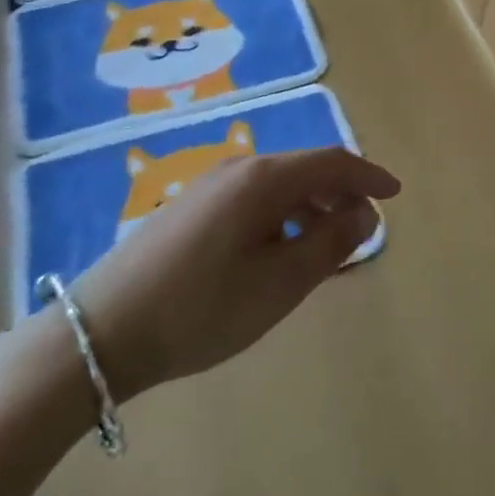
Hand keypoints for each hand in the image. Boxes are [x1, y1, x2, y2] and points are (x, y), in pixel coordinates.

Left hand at [69, 146, 399, 400]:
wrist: (99, 334)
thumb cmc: (200, 308)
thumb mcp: (278, 284)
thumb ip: (329, 244)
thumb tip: (365, 215)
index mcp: (264, 179)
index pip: (332, 162)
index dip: (368, 176)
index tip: (395, 195)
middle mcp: (239, 169)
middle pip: (305, 170)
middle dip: (340, 195)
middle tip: (361, 232)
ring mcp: (208, 186)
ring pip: (278, 186)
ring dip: (310, 208)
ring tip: (323, 248)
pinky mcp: (188, 207)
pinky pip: (252, 199)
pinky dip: (280, 216)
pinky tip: (275, 252)